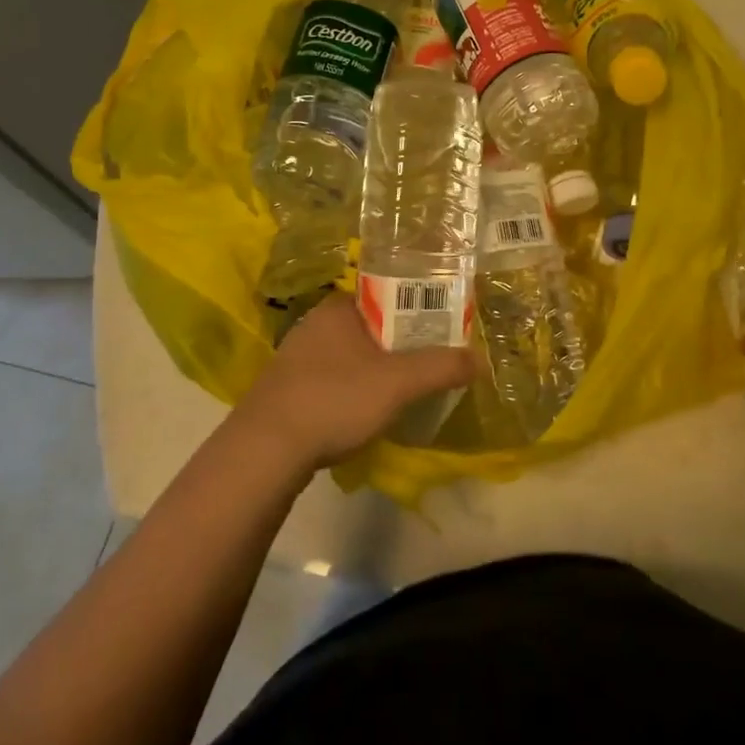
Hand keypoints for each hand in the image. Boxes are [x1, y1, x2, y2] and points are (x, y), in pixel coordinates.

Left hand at [234, 295, 474, 470]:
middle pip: (371, 324)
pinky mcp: (286, 387)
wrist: (264, 450)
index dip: (418, 309)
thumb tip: (479, 359)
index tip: (441, 329)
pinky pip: (332, 376)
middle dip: (400, 342)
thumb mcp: (399, 383)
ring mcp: (296, 355)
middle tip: (428, 361)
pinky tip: (362, 410)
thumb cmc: (335, 400)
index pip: (388, 294)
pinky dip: (352, 387)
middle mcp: (315, 322)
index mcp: (339, 307)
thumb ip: (441, 367)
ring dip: (376, 367)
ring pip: (351, 353)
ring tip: (402, 388)